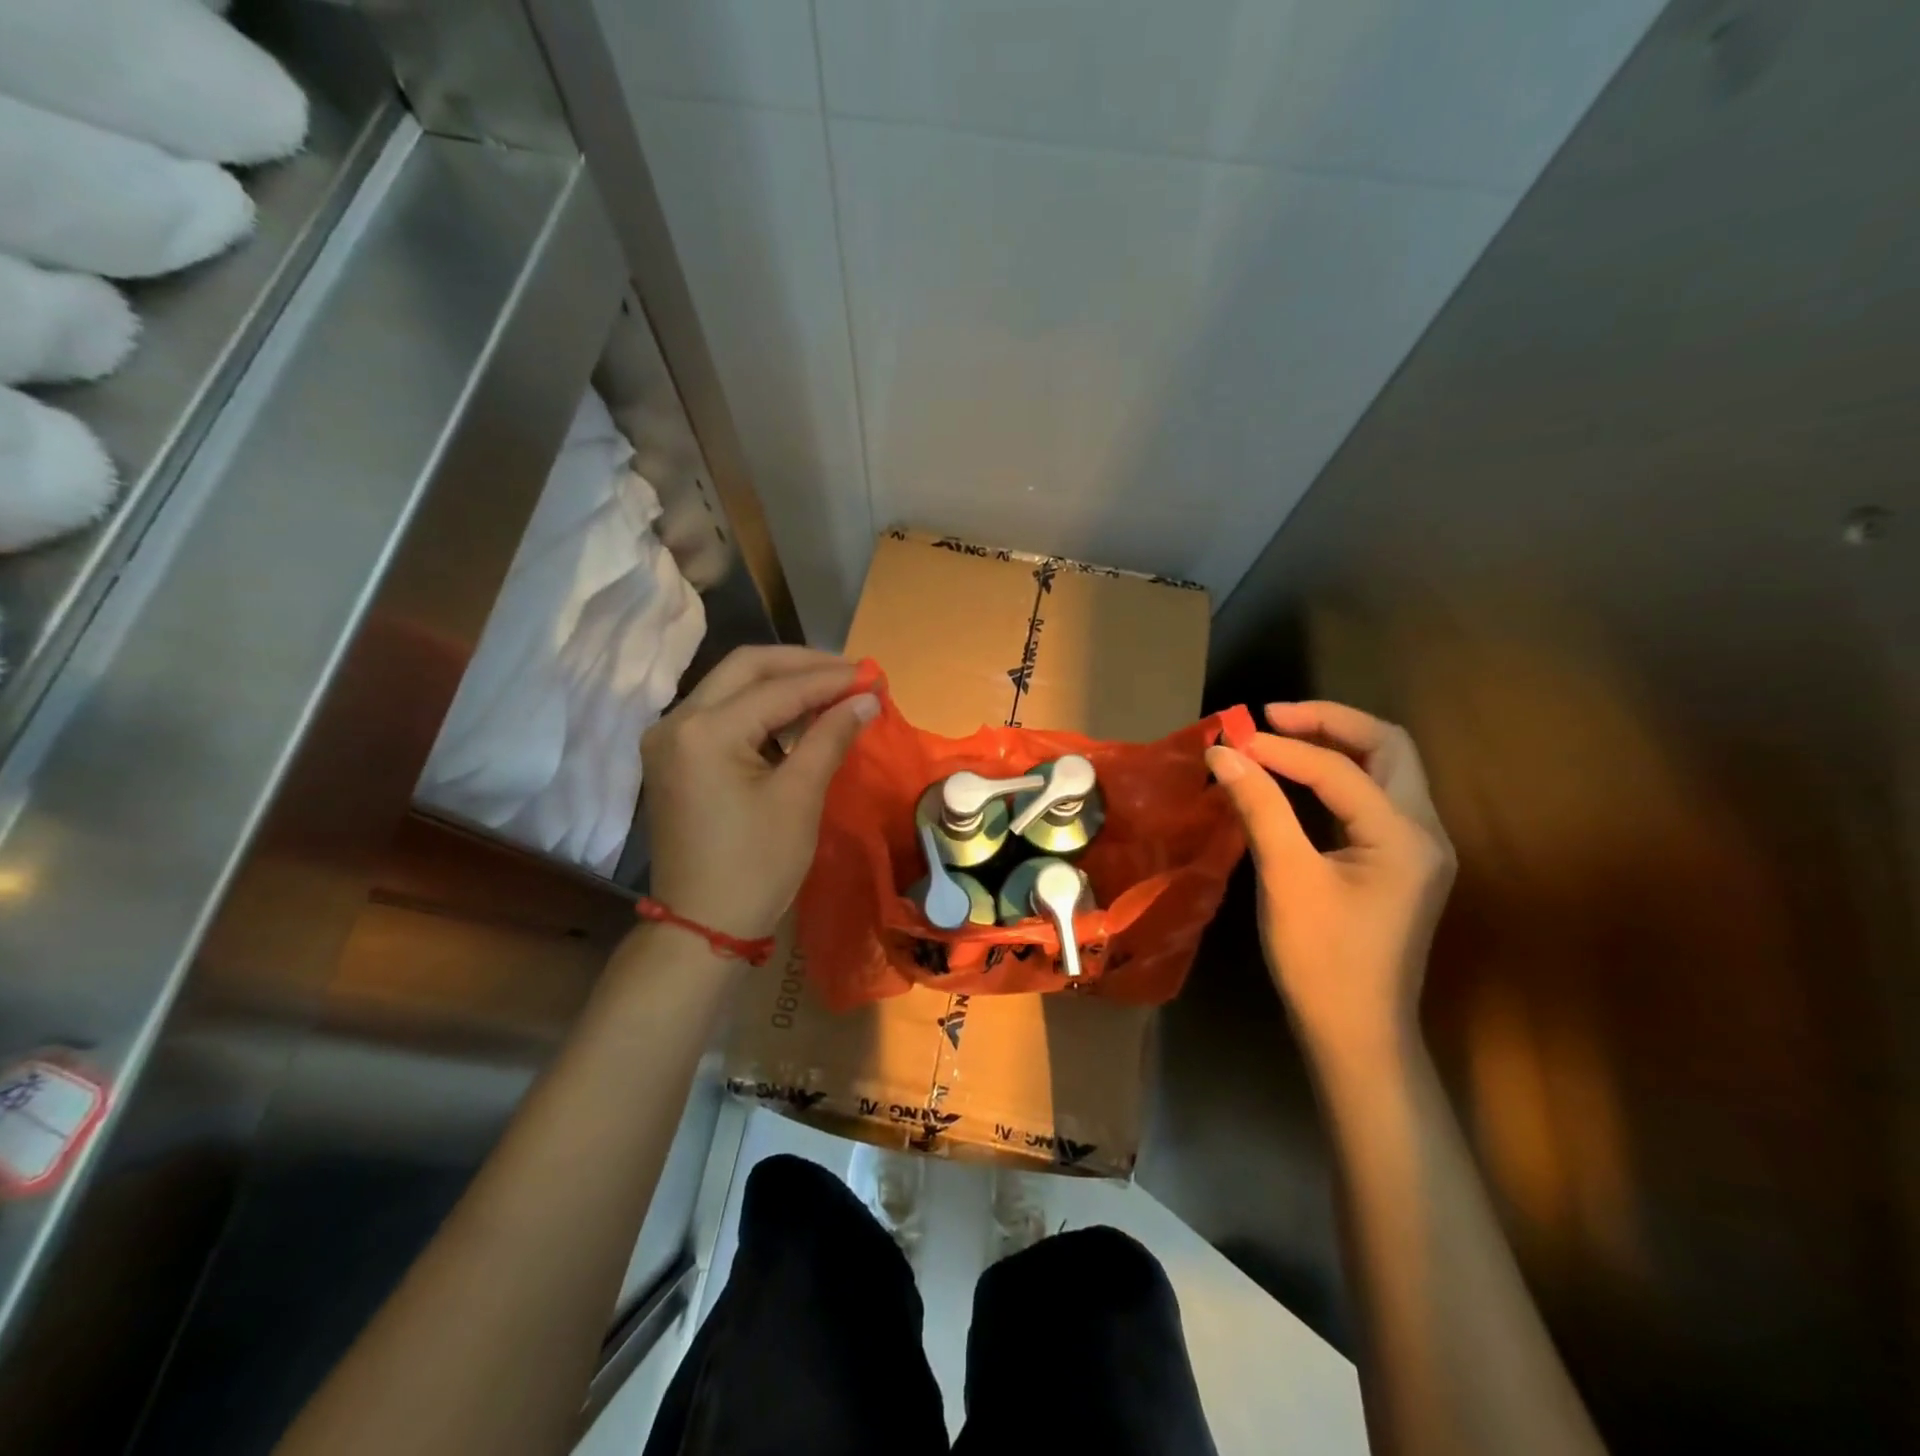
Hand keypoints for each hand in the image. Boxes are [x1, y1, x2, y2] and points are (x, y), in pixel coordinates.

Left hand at [642, 646, 877, 941]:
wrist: (703, 926)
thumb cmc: (756, 866)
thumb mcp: (799, 798)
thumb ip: (830, 737)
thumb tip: (867, 698)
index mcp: (704, 731)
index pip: (778, 688)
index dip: (831, 678)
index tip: (873, 675)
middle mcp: (676, 721)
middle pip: (746, 668)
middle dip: (803, 665)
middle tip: (851, 673)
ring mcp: (669, 738)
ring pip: (731, 686)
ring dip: (782, 683)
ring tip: (833, 690)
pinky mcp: (673, 756)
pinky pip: (722, 713)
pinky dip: (761, 708)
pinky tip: (798, 716)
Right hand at [1205, 702, 1454, 1066]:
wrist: (1357, 1033)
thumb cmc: (1321, 959)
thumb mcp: (1286, 879)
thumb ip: (1260, 808)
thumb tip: (1224, 754)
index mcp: (1404, 835)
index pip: (1340, 769)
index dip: (1281, 749)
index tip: (1229, 742)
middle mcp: (1425, 831)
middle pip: (1389, 747)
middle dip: (1330, 723)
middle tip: (1272, 718)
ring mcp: (1418, 848)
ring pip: (1387, 770)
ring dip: (1337, 745)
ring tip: (1281, 737)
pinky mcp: (1401, 863)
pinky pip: (1375, 799)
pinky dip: (1338, 776)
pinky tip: (1300, 780)